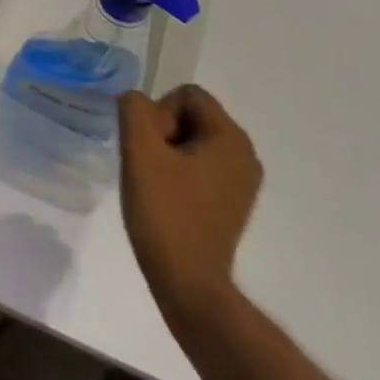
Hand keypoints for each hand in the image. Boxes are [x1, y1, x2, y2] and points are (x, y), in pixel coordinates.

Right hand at [119, 85, 262, 320]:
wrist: (188, 283)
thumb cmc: (166, 212)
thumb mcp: (140, 150)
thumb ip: (134, 108)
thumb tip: (135, 102)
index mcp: (232, 138)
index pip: (187, 95)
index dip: (159, 114)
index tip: (151, 149)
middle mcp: (246, 155)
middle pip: (190, 115)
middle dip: (162, 131)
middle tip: (149, 166)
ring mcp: (241, 182)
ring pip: (191, 140)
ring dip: (166, 153)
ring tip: (155, 183)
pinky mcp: (231, 202)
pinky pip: (198, 165)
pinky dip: (178, 172)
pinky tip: (166, 197)